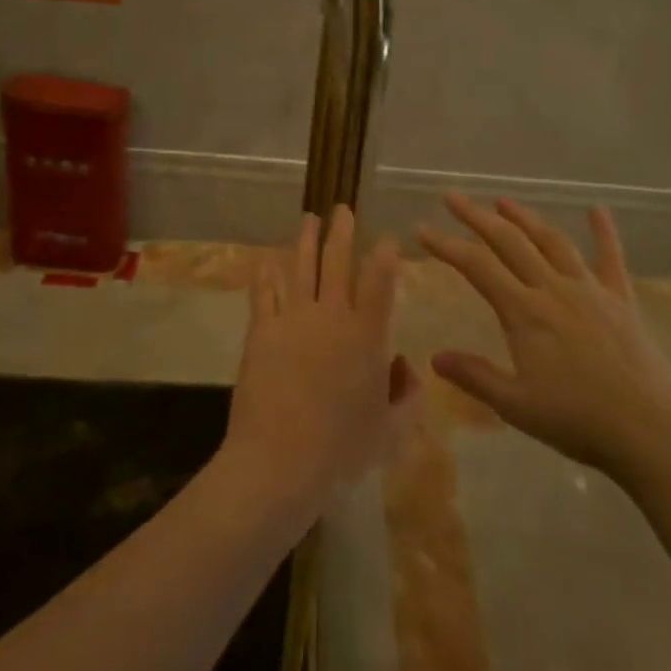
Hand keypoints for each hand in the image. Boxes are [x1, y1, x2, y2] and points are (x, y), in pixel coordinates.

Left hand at [217, 208, 421, 524]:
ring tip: (309, 218)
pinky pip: (264, 292)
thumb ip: (407, 396)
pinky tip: (266, 261)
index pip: (380, 281)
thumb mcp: (391, 432)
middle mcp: (331, 316)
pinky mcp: (262, 331)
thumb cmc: (341, 450)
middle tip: (343, 209)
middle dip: (342, 231)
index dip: (385, 254)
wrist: (279, 462)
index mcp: (367, 335)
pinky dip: (266, 274)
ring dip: (306, 240)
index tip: (386, 238)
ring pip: (301, 266)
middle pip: (338, 261)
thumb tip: (405, 367)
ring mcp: (293, 319)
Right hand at [419, 194, 670, 479]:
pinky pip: (611, 258)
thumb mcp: (517, 406)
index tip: (422, 229)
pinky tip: (597, 209)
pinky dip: (604, 232)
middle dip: (477, 216)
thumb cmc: (578, 422)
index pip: (476, 266)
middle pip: (509, 241)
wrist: (649, 432)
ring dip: (525, 217)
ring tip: (503, 200)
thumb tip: (435, 357)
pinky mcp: (621, 299)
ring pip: (551, 241)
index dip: (446, 245)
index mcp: (525, 312)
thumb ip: (476, 377)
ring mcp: (590, 289)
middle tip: (453, 198)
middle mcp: (553, 289)